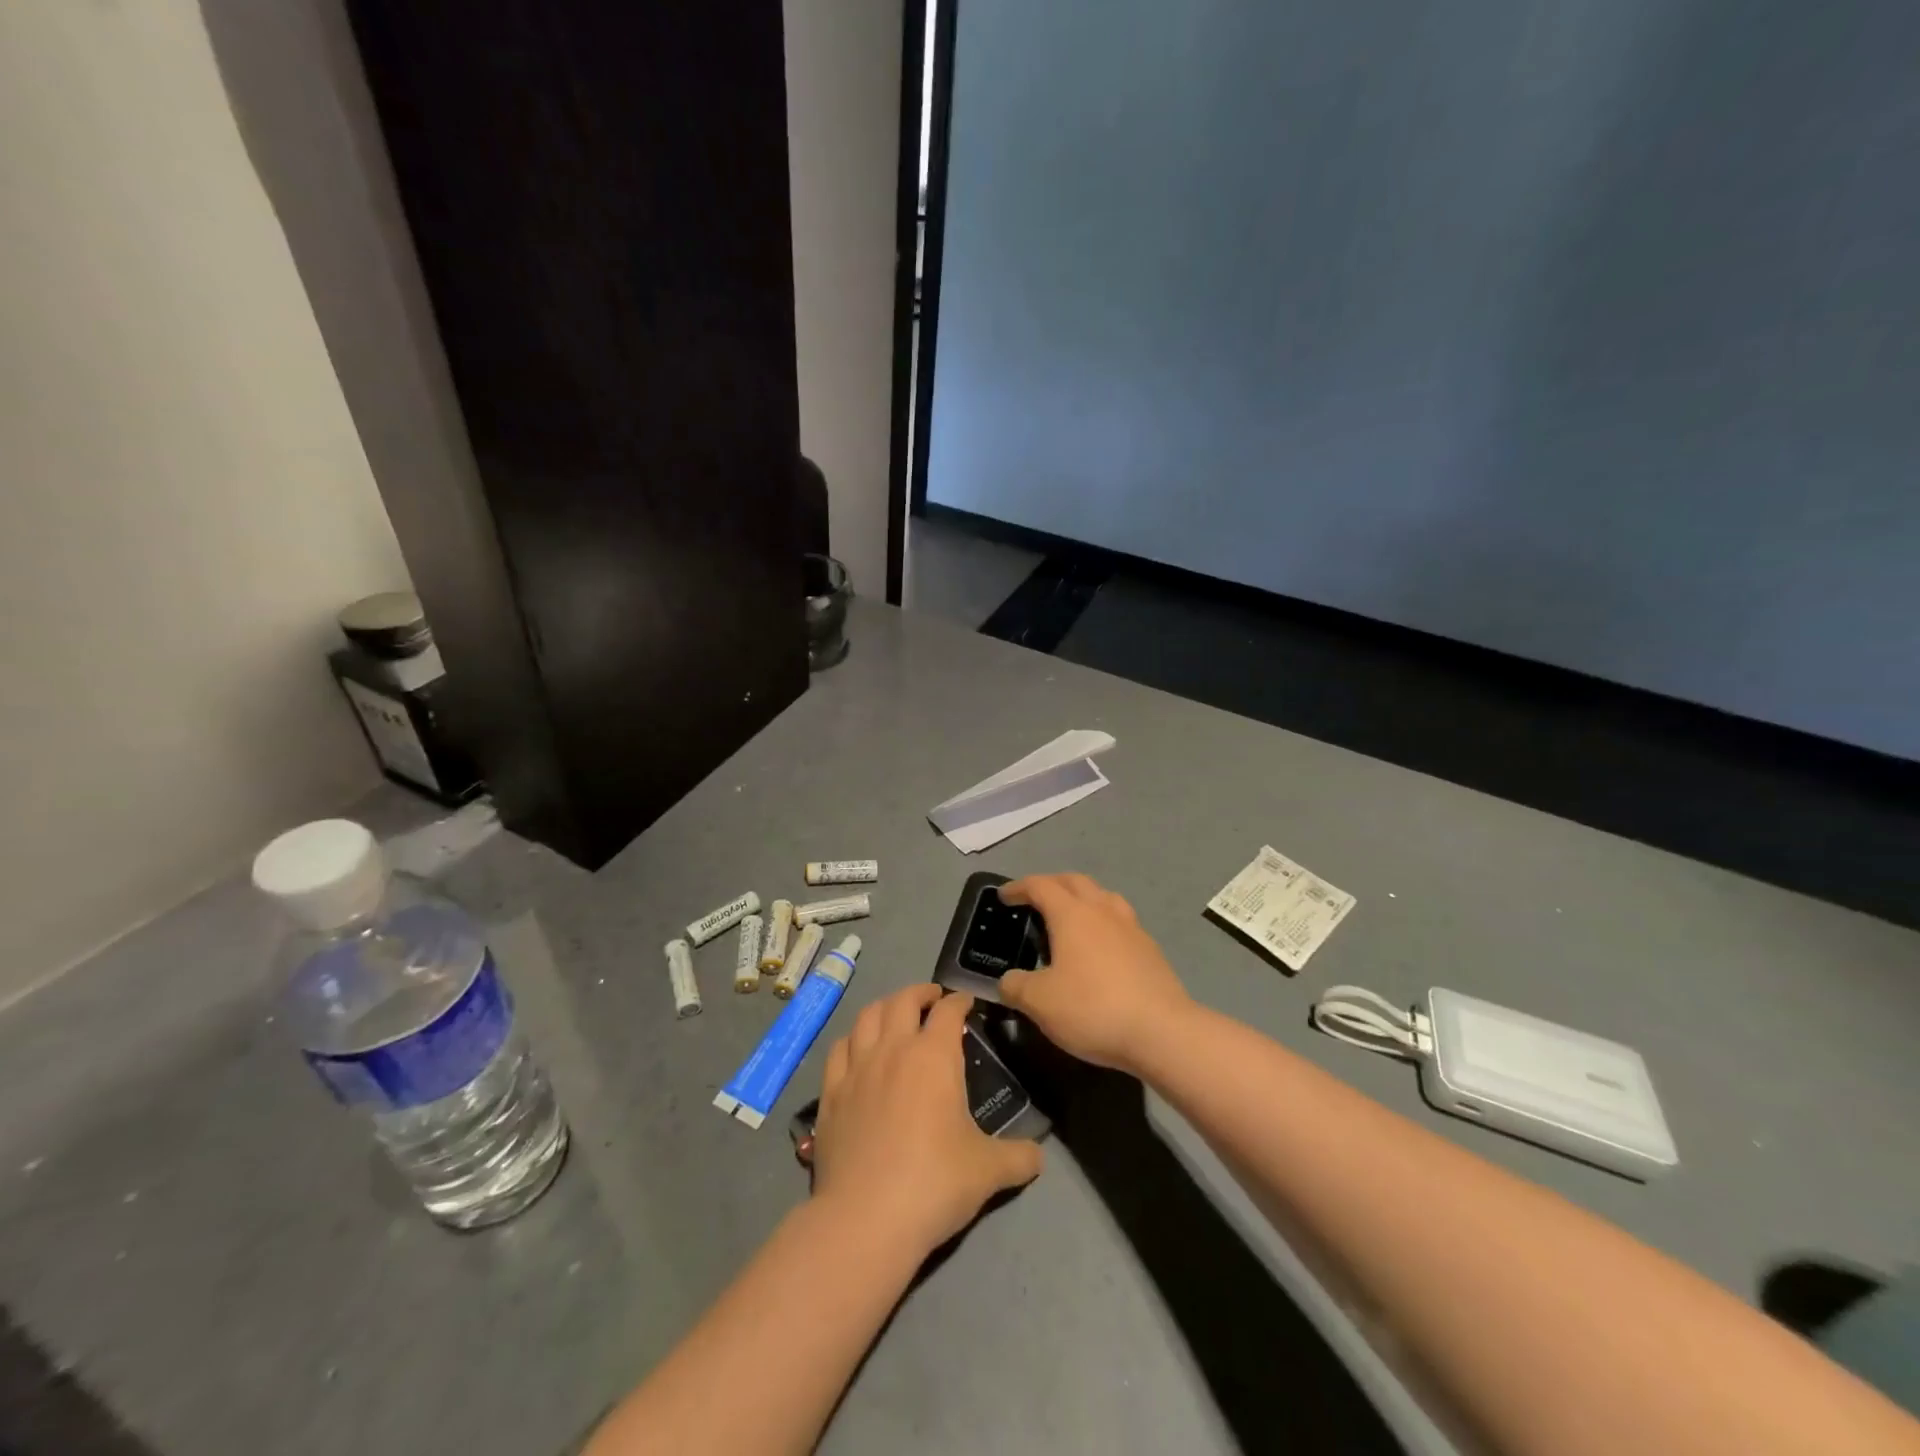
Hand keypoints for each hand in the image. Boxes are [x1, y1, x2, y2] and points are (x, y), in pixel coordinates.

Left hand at [811, 985, 1043, 1257]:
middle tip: (932, 999)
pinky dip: (853, 1039)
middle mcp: (894, 1048)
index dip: (960, 1001)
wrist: (866, 1218)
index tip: (967, 1004)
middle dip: (921, 992)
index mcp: (934, 1056)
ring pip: (868, 1016)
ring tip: (895, 1014)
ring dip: (885, 1007)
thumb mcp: (989, 1171)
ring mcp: (857, 1068)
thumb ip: (1018, 1157)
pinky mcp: (831, 1092)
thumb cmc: (935, 1183)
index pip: (948, 1011)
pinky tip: (857, 1049)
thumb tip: (1038, 1156)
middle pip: (903, 1000)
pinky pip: (839, 1049)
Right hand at [997, 874, 1193, 1073]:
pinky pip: (1121, 921)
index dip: (1019, 887)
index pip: (1040, 886)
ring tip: (1071, 917)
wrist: (1162, 1031)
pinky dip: (1103, 922)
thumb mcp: (1040, 1003)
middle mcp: (1102, 911)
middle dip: (1051, 884)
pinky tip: (1100, 947)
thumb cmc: (1093, 1008)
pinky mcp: (1150, 949)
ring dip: (1082, 897)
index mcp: (1072, 914)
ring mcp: (1131, 927)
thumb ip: (1016, 987)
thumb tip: (1007, 981)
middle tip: (1034, 900)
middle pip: (1074, 881)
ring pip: (1103, 896)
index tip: (1004, 896)